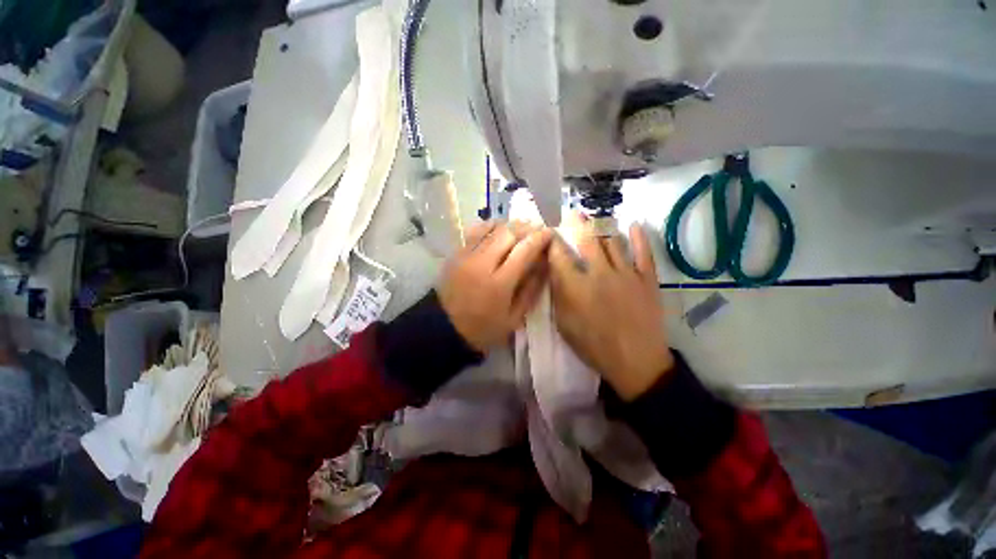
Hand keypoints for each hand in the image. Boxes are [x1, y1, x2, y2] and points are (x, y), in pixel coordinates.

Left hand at [438, 221, 553, 351]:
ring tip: (522, 227)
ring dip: (510, 225)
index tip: (550, 232)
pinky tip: (499, 228)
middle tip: (537, 229)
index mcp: (499, 283)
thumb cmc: (483, 328)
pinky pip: (475, 231)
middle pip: (508, 233)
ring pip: (491, 228)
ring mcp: (466, 256)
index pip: (524, 250)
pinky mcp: (456, 253)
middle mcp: (482, 263)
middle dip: (527, 227)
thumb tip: (543, 264)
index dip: (540, 238)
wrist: (445, 328)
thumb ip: (531, 290)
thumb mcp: (514, 318)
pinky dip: (490, 226)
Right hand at [548, 219, 673, 400]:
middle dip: (577, 224)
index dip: (553, 241)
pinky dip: (639, 237)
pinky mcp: (647, 279)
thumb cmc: (594, 345)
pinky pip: (644, 252)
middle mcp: (600, 273)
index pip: (560, 255)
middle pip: (587, 240)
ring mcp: (626, 274)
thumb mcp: (564, 324)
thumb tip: (553, 271)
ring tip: (597, 218)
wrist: (635, 362)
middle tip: (573, 213)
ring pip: (613, 242)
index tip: (549, 232)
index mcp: (576, 287)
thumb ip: (557, 295)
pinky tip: (634, 225)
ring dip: (603, 227)